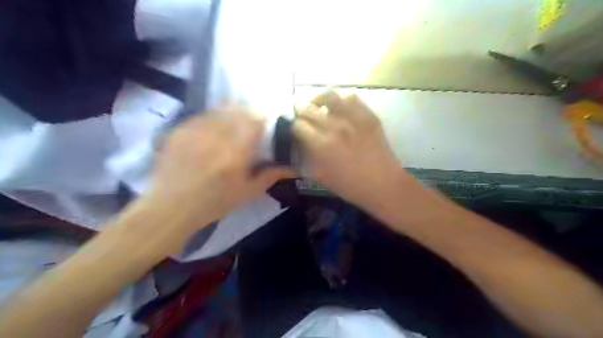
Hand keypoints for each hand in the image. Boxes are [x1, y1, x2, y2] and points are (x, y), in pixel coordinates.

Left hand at [148, 109, 294, 227]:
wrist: (171, 207)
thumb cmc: (215, 203)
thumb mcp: (248, 193)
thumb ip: (271, 176)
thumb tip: (294, 169)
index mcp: (236, 154)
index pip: (253, 121)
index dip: (261, 117)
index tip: (264, 122)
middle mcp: (215, 138)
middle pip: (237, 111)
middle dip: (247, 112)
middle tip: (250, 120)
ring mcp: (195, 132)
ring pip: (218, 110)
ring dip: (230, 112)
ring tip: (232, 122)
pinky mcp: (179, 131)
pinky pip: (201, 116)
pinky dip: (212, 118)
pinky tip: (213, 129)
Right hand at [293, 92, 403, 209]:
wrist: (383, 185)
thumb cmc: (350, 186)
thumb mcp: (320, 177)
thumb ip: (306, 159)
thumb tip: (299, 144)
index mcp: (322, 145)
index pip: (298, 126)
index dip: (292, 126)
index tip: (292, 128)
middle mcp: (336, 127)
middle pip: (310, 109)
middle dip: (300, 111)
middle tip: (299, 114)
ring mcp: (354, 119)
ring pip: (330, 96)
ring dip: (319, 99)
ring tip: (318, 105)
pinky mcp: (369, 116)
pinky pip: (352, 98)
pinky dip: (341, 100)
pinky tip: (339, 108)